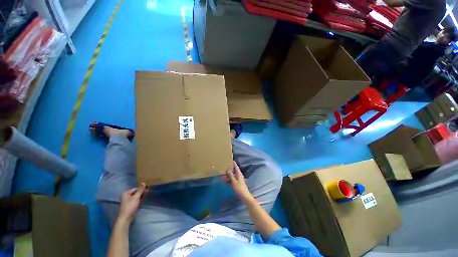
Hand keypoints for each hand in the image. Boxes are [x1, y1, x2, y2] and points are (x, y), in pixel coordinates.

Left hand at [118, 183, 146, 222]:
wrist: (125, 218)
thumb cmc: (130, 206)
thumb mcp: (136, 197)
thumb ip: (140, 190)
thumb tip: (143, 182)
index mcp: (126, 193)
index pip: (136, 188)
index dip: (142, 189)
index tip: (148, 189)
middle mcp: (126, 196)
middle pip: (136, 192)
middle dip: (142, 192)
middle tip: (149, 192)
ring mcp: (128, 201)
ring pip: (136, 197)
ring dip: (141, 196)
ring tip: (146, 196)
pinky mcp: (130, 205)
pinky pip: (135, 200)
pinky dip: (139, 200)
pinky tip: (143, 200)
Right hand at [226, 161, 252, 201]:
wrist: (244, 196)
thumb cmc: (239, 188)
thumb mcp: (234, 181)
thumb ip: (230, 175)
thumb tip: (227, 169)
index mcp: (239, 173)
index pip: (236, 166)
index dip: (233, 163)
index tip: (229, 160)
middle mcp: (239, 175)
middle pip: (234, 170)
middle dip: (230, 168)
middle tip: (225, 166)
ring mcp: (239, 179)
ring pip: (233, 175)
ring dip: (229, 174)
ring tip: (223, 173)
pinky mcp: (238, 183)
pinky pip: (233, 179)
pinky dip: (229, 178)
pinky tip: (225, 180)